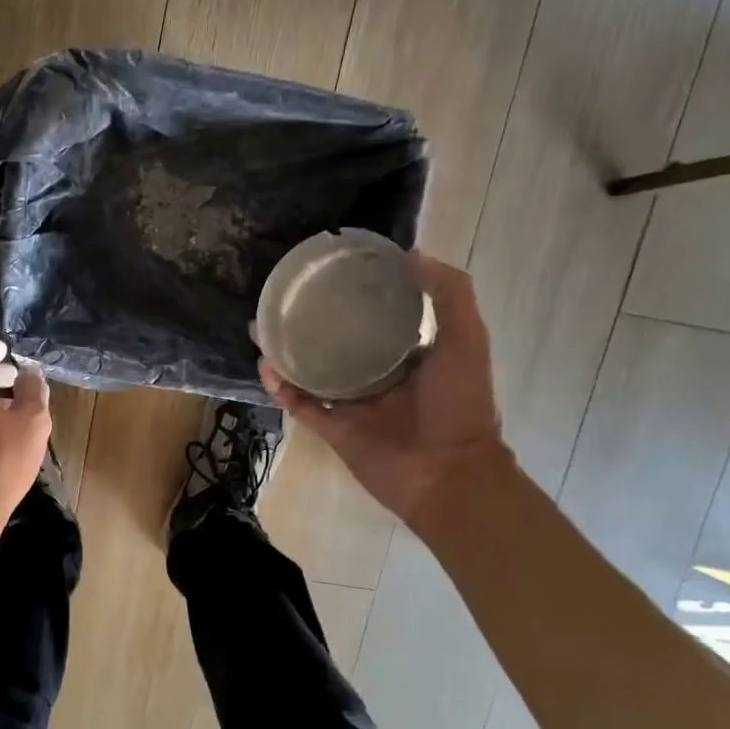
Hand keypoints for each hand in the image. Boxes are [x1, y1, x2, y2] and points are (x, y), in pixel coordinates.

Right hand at [260, 254, 508, 526]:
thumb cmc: (460, 405)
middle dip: (314, 322)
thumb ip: (449, 295)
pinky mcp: (335, 429)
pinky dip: (283, 387)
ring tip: (263, 326)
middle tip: (285, 297)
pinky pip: (302, 404)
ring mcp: (354, 404)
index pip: (378, 317)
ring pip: (313, 372)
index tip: (332, 270)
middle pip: (338, 342)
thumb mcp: (466, 339)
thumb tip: (412, 254)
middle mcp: (378, 376)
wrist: (448, 475)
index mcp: (410, 355)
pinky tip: (266, 365)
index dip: (358, 294)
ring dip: (288, 352)